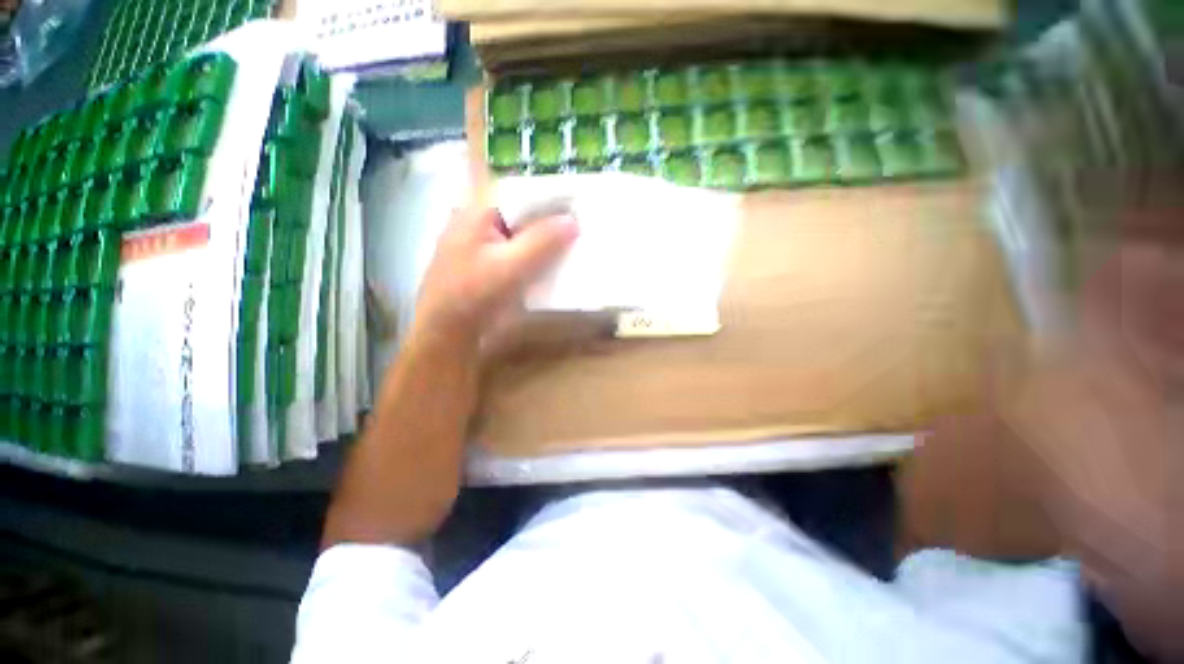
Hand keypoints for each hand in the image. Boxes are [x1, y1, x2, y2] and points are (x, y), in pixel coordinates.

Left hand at [413, 206, 577, 347]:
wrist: (448, 334)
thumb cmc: (473, 295)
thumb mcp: (510, 266)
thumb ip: (542, 241)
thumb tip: (573, 221)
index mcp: (478, 212)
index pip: (519, 193)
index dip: (548, 197)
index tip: (577, 205)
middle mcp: (479, 223)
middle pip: (521, 215)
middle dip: (550, 221)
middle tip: (582, 226)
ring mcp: (483, 246)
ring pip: (521, 236)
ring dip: (545, 242)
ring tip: (575, 243)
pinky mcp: (489, 266)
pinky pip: (518, 254)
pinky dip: (536, 258)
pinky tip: (555, 264)